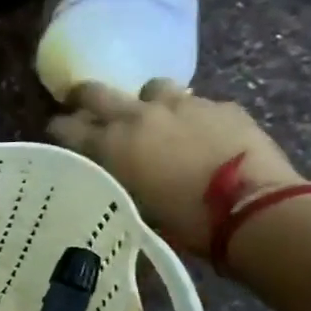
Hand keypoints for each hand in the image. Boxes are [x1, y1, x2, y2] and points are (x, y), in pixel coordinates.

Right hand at [47, 80, 305, 252]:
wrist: (252, 207)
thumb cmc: (183, 221)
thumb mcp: (132, 205)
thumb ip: (114, 178)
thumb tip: (109, 170)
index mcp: (110, 144)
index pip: (66, 126)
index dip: (58, 128)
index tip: (58, 133)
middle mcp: (138, 116)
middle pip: (97, 92)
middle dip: (84, 97)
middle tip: (83, 104)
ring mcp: (182, 105)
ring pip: (152, 88)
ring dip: (148, 101)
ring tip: (157, 119)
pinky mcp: (221, 106)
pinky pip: (197, 103)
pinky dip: (191, 116)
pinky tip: (202, 135)